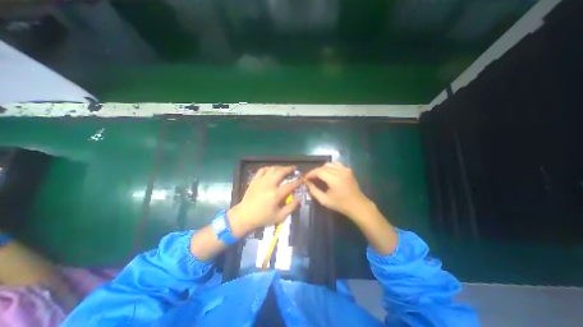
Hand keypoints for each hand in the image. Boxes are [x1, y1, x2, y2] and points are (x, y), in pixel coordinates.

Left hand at [227, 166, 300, 234]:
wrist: (245, 216)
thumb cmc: (263, 218)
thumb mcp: (280, 217)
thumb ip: (291, 207)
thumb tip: (299, 198)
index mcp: (276, 194)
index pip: (290, 185)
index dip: (298, 181)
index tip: (302, 179)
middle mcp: (269, 185)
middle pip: (281, 172)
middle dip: (289, 169)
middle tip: (294, 168)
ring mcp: (261, 181)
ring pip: (272, 169)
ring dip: (280, 167)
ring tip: (284, 169)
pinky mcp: (254, 180)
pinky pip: (262, 170)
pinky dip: (268, 168)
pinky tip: (271, 170)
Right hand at [306, 161, 368, 218]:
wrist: (358, 205)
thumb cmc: (340, 205)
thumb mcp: (324, 200)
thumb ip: (314, 191)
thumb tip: (307, 183)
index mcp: (334, 179)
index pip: (319, 171)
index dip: (311, 173)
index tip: (306, 178)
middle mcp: (340, 172)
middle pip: (323, 166)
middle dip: (316, 171)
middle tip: (311, 178)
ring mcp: (346, 169)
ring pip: (330, 164)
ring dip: (323, 168)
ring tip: (320, 175)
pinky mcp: (349, 170)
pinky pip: (337, 164)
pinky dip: (330, 167)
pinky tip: (329, 173)